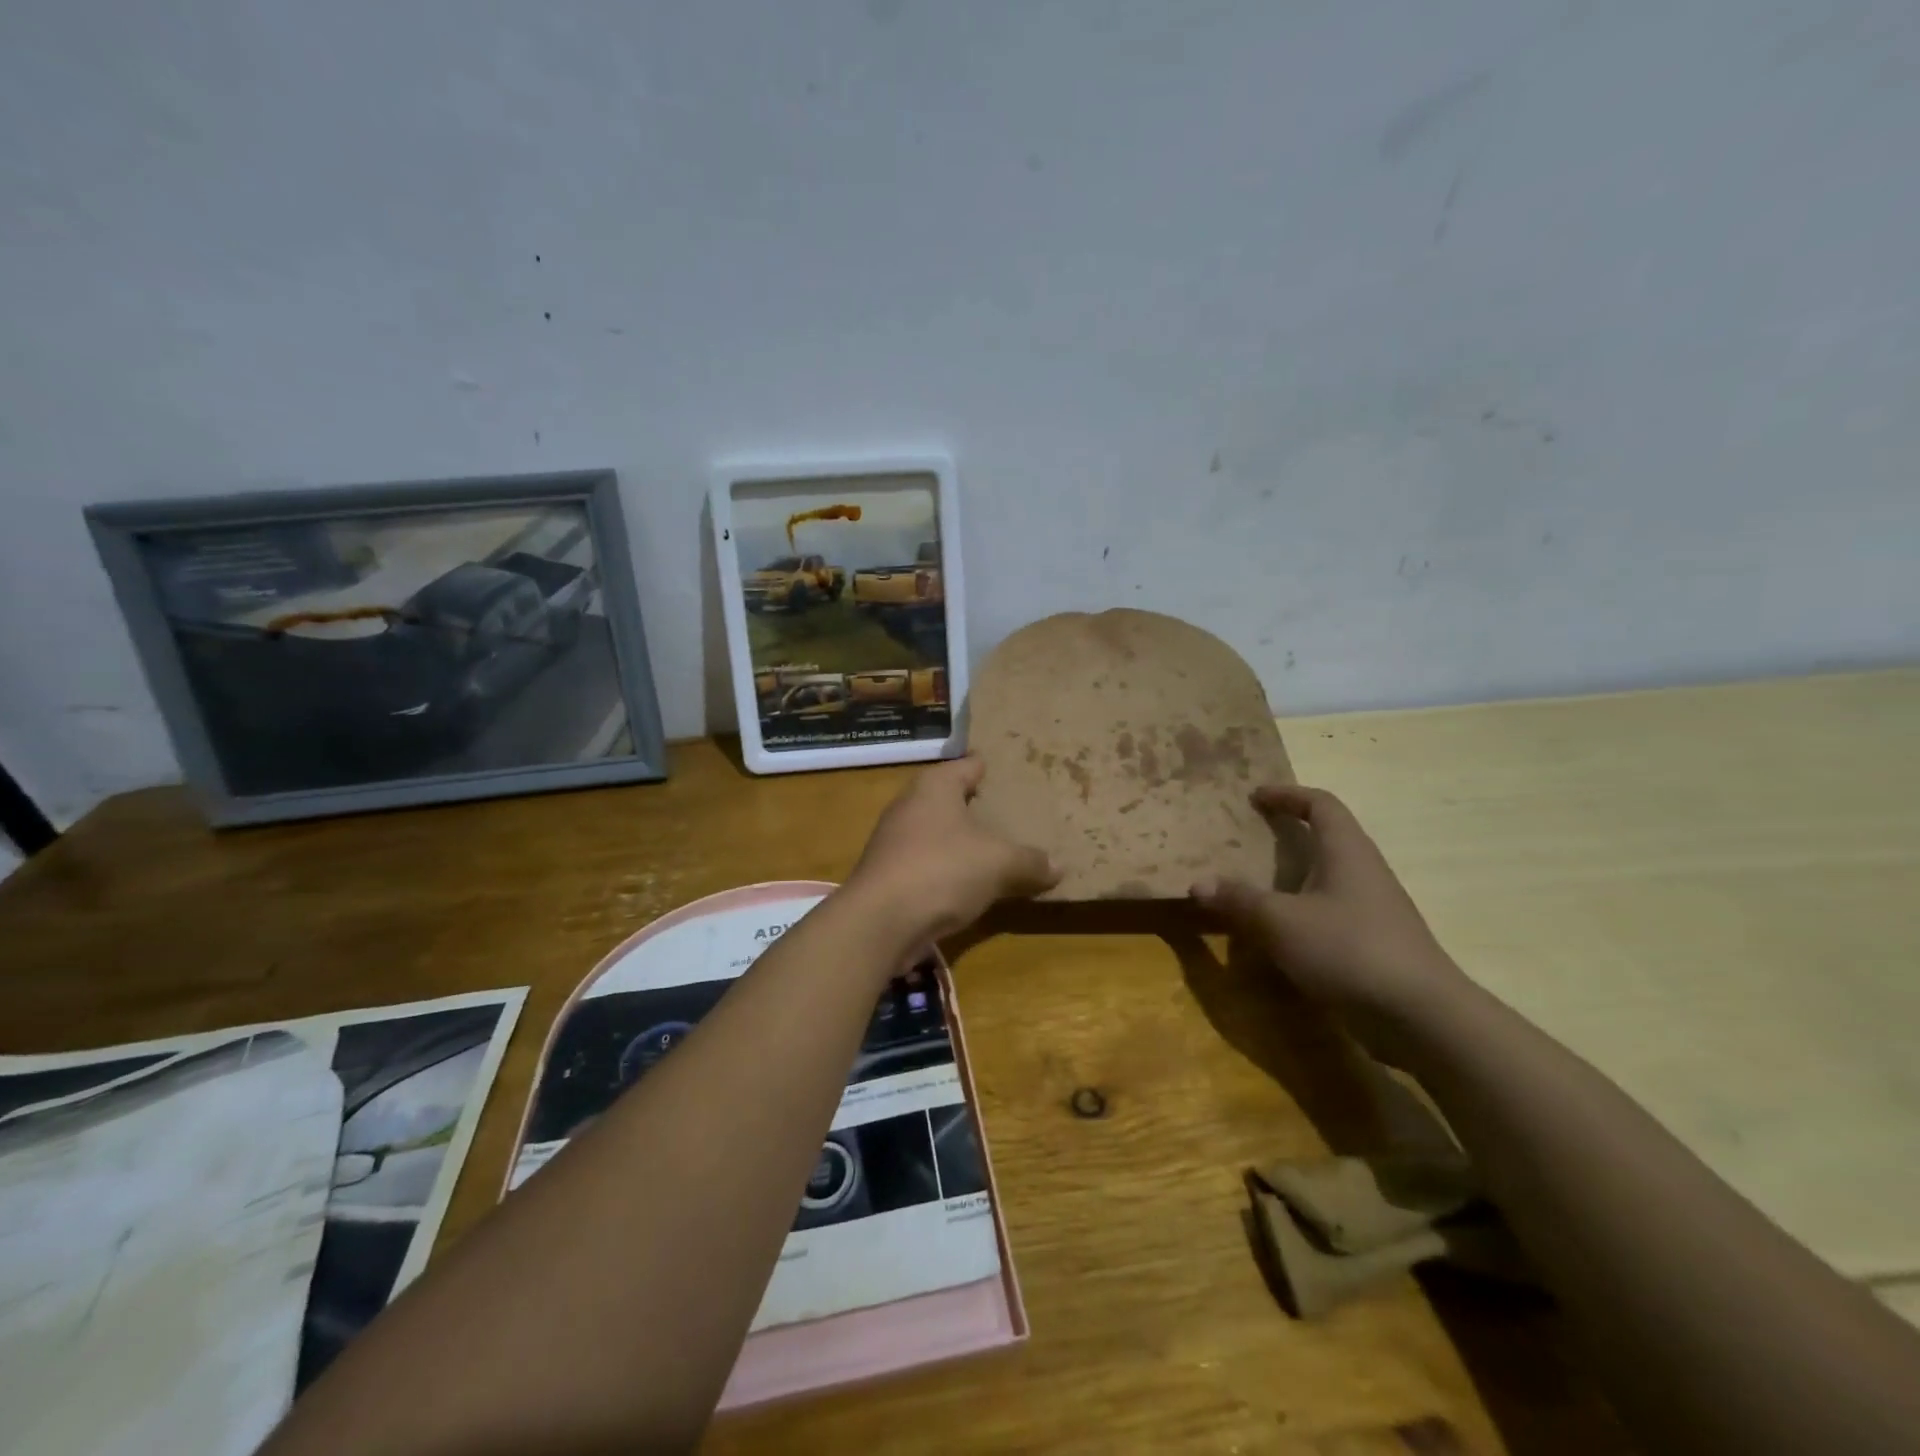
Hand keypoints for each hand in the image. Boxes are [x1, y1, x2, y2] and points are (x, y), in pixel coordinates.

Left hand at [847, 757, 1058, 942]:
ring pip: (937, 833)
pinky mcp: (889, 875)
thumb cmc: (942, 870)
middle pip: (950, 798)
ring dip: (962, 842)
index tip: (1012, 771)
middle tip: (1013, 812)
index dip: (989, 767)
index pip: (967, 765)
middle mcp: (910, 805)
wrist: (880, 922)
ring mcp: (894, 841)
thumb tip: (1058, 866)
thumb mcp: (999, 864)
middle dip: (977, 806)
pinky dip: (948, 870)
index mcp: (935, 786)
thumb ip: (1030, 862)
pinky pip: (928, 864)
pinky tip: (970, 884)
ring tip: (996, 849)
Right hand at [1190, 785, 1469, 1026]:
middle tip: (1248, 838)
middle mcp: (1364, 872)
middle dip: (1288, 833)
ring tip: (1255, 885)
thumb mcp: (1280, 922)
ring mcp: (1374, 910)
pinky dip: (1302, 911)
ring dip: (1293, 875)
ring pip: (1328, 877)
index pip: (1321, 804)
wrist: (1422, 1017)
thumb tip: (1197, 884)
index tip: (1254, 797)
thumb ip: (1238, 900)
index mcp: (1347, 851)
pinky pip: (1331, 912)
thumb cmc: (1349, 949)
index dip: (1287, 794)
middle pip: (1327, 837)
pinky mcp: (1375, 944)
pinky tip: (1279, 933)